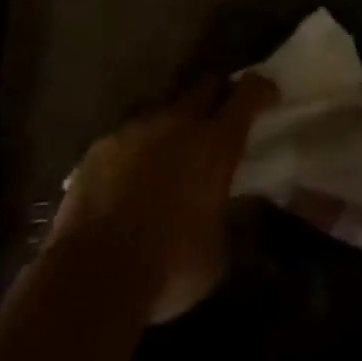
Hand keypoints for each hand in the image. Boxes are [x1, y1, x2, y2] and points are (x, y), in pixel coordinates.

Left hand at [50, 74, 277, 323]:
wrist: (92, 275)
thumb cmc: (168, 266)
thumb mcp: (217, 251)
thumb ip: (225, 216)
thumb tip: (228, 205)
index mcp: (216, 143)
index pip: (248, 93)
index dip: (262, 89)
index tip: (269, 96)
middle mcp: (178, 122)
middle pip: (206, 85)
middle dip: (219, 94)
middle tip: (223, 116)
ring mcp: (136, 129)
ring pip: (164, 105)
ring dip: (175, 120)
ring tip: (173, 147)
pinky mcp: (100, 145)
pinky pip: (128, 134)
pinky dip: (138, 147)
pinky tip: (132, 173)